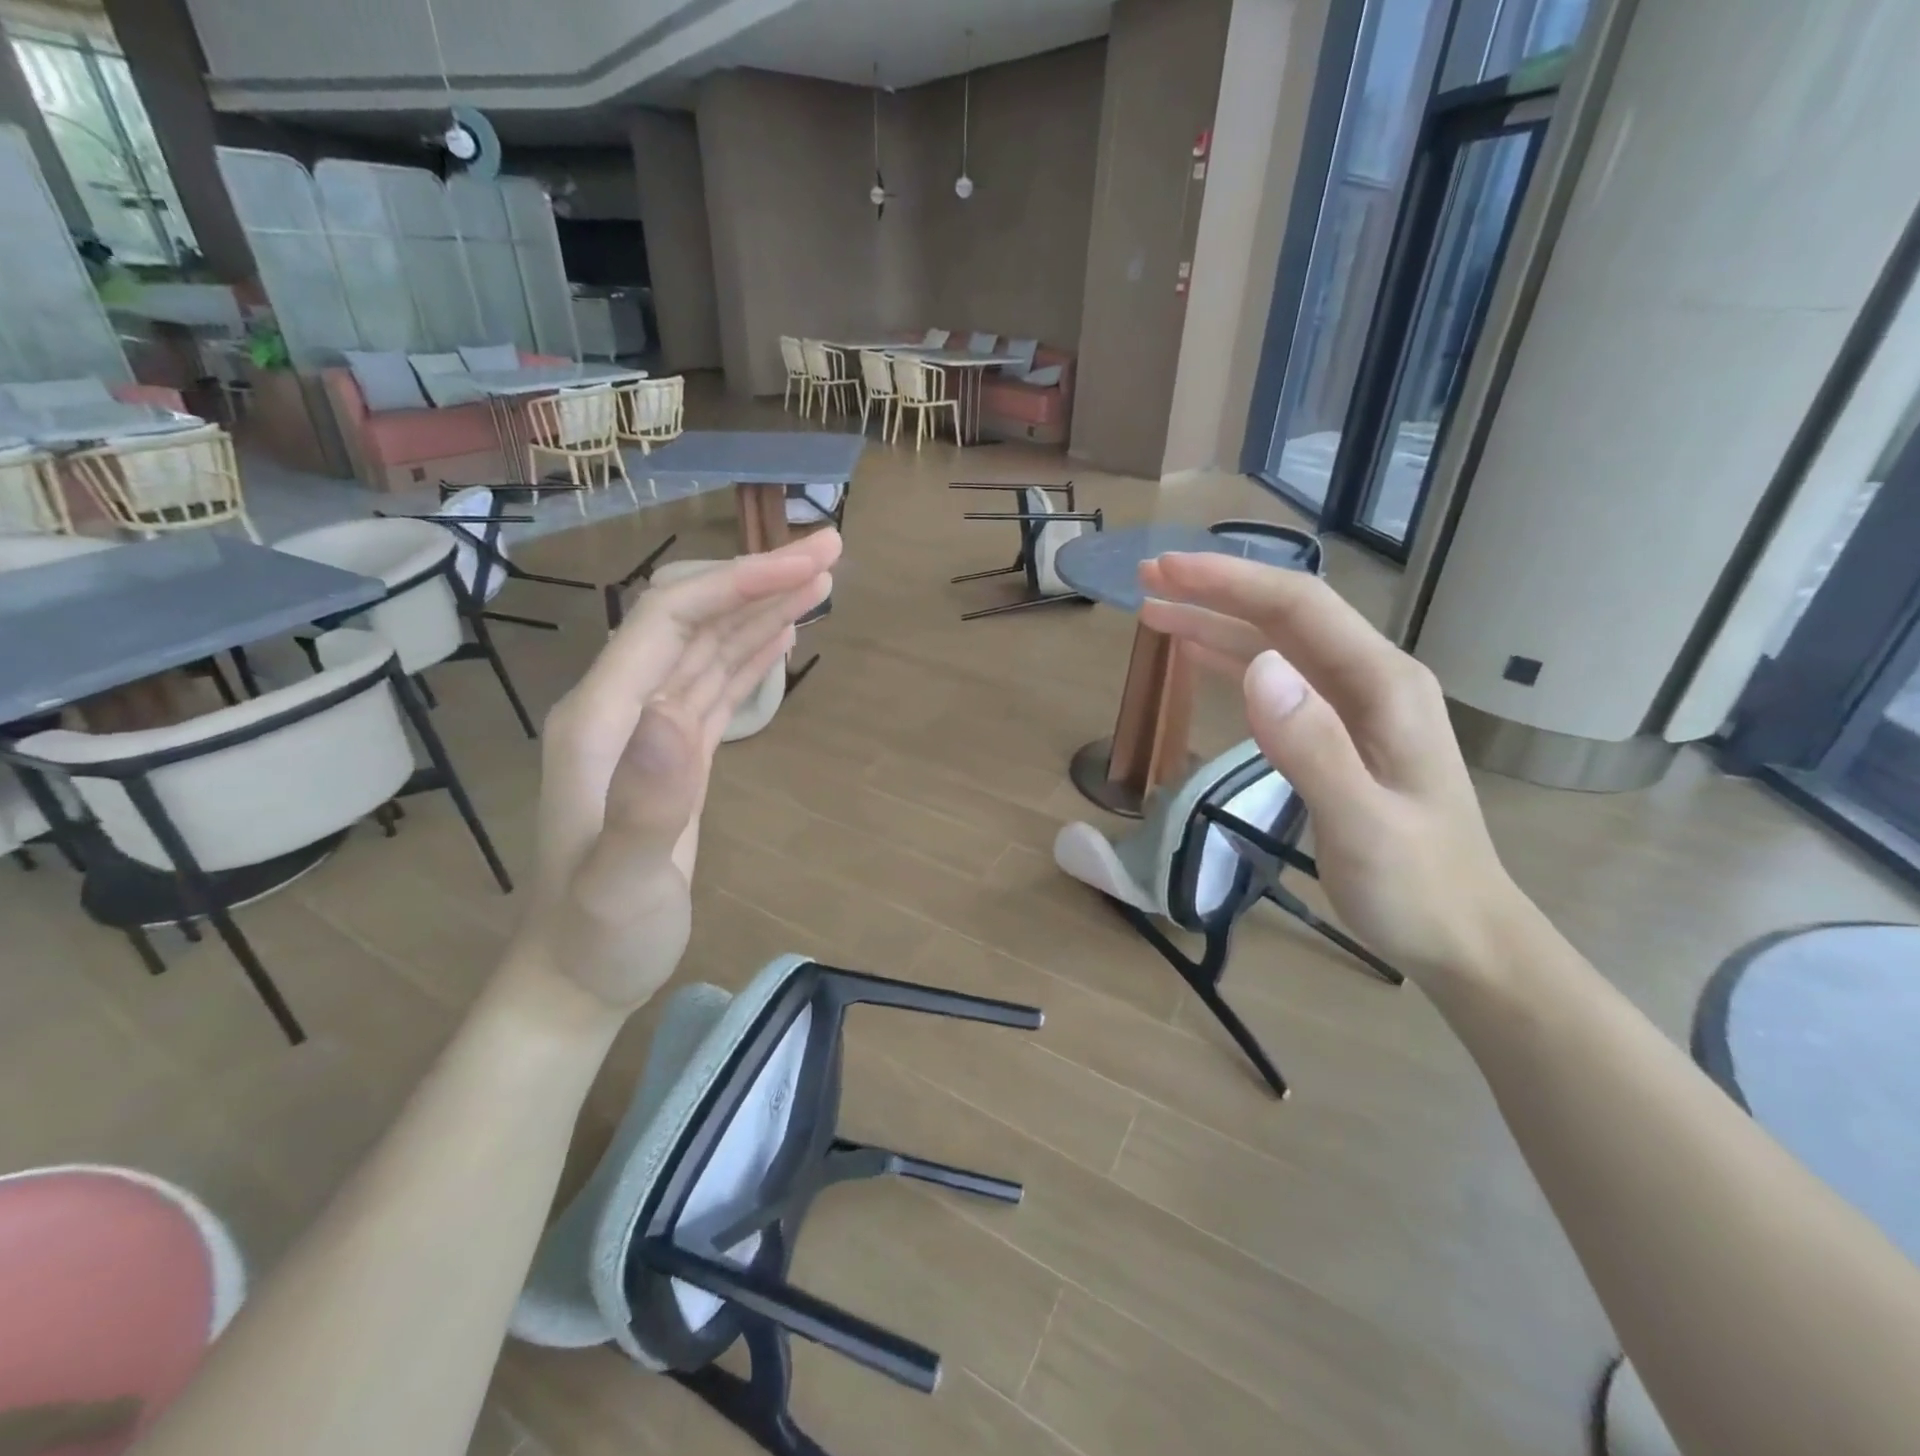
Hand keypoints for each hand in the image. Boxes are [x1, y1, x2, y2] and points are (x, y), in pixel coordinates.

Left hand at [511, 531, 840, 1016]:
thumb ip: (646, 798)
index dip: (738, 583)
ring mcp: (649, 731)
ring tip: (820, 580)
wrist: (577, 976)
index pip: (671, 619)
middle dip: (760, 579)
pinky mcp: (674, 755)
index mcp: (604, 717)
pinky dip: (749, 653)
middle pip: (693, 619)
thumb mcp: (620, 880)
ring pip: (709, 648)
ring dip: (761, 609)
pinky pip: (715, 687)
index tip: (806, 563)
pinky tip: (779, 633)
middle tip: (831, 551)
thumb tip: (679, 711)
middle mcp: (624, 708)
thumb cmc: (599, 935)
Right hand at [1139, 550, 1526, 982]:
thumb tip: (1257, 666)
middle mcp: (1371, 680)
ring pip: (1276, 645)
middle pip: (1285, 616)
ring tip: (1156, 613)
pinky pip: (1278, 681)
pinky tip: (1200, 655)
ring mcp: (1355, 707)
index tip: (1166, 570)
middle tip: (1147, 579)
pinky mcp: (1338, 733)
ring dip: (1216, 623)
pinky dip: (1233, 659)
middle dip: (1216, 591)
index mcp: (1383, 685)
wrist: (1460, 935)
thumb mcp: (1362, 822)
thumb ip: (1312, 744)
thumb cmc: (1415, 885)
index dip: (1230, 581)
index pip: (1299, 608)